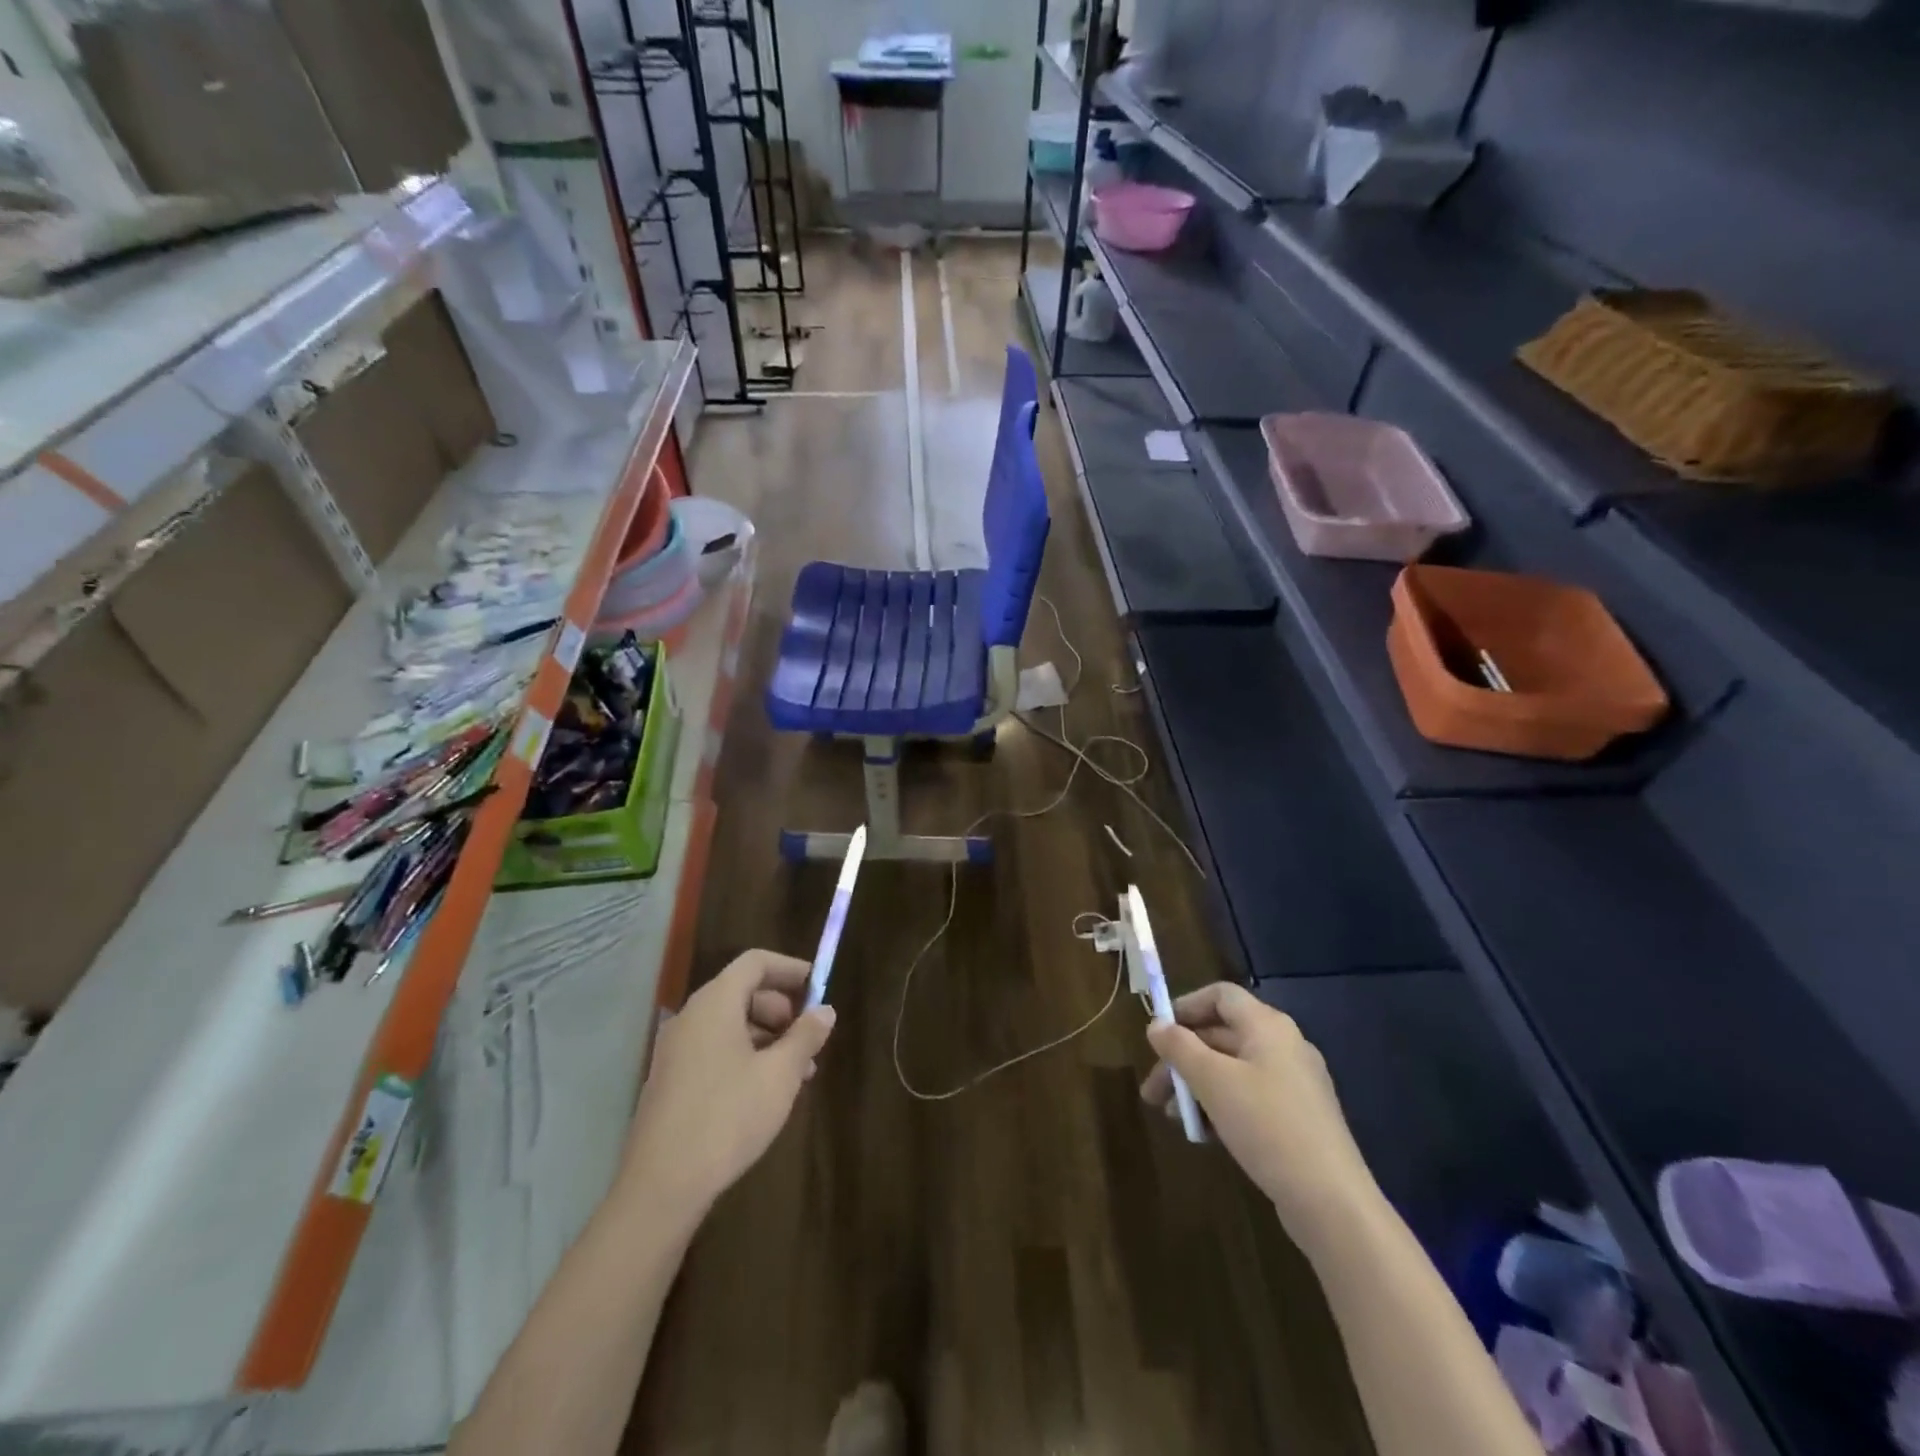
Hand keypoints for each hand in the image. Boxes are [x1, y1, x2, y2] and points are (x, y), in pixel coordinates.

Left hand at [621, 949, 835, 1223]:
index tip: (819, 986)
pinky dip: (744, 1056)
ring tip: (797, 1073)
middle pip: (743, 992)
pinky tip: (765, 1091)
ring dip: (767, 1037)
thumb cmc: (728, 1117)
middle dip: (782, 1009)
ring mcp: (676, 1050)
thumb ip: (805, 1037)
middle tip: (809, 1039)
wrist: (661, 1187)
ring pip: (730, 1025)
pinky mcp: (670, 1080)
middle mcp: (691, 1017)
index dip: (789, 969)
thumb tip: (825, 1011)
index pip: (755, 963)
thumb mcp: (780, 1075)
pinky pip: (714, 1049)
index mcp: (714, 1003)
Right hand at [1142, 982, 1378, 1249]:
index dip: (1185, 1007)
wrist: (1332, 1202)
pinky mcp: (1298, 1119)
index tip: (1157, 1034)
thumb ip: (1179, 1047)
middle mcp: (1284, 1046)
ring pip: (1232, 1070)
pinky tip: (1204, 1134)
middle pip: (1221, 1035)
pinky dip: (1221, 1106)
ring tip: (1172, 1117)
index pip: (1220, 995)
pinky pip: (1250, 1098)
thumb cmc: (1267, 1126)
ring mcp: (1294, 1084)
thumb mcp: (1212, 1081)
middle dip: (1182, 1059)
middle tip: (1152, 1090)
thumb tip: (1155, 1024)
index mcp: (1268, 1026)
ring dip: (1197, 1086)